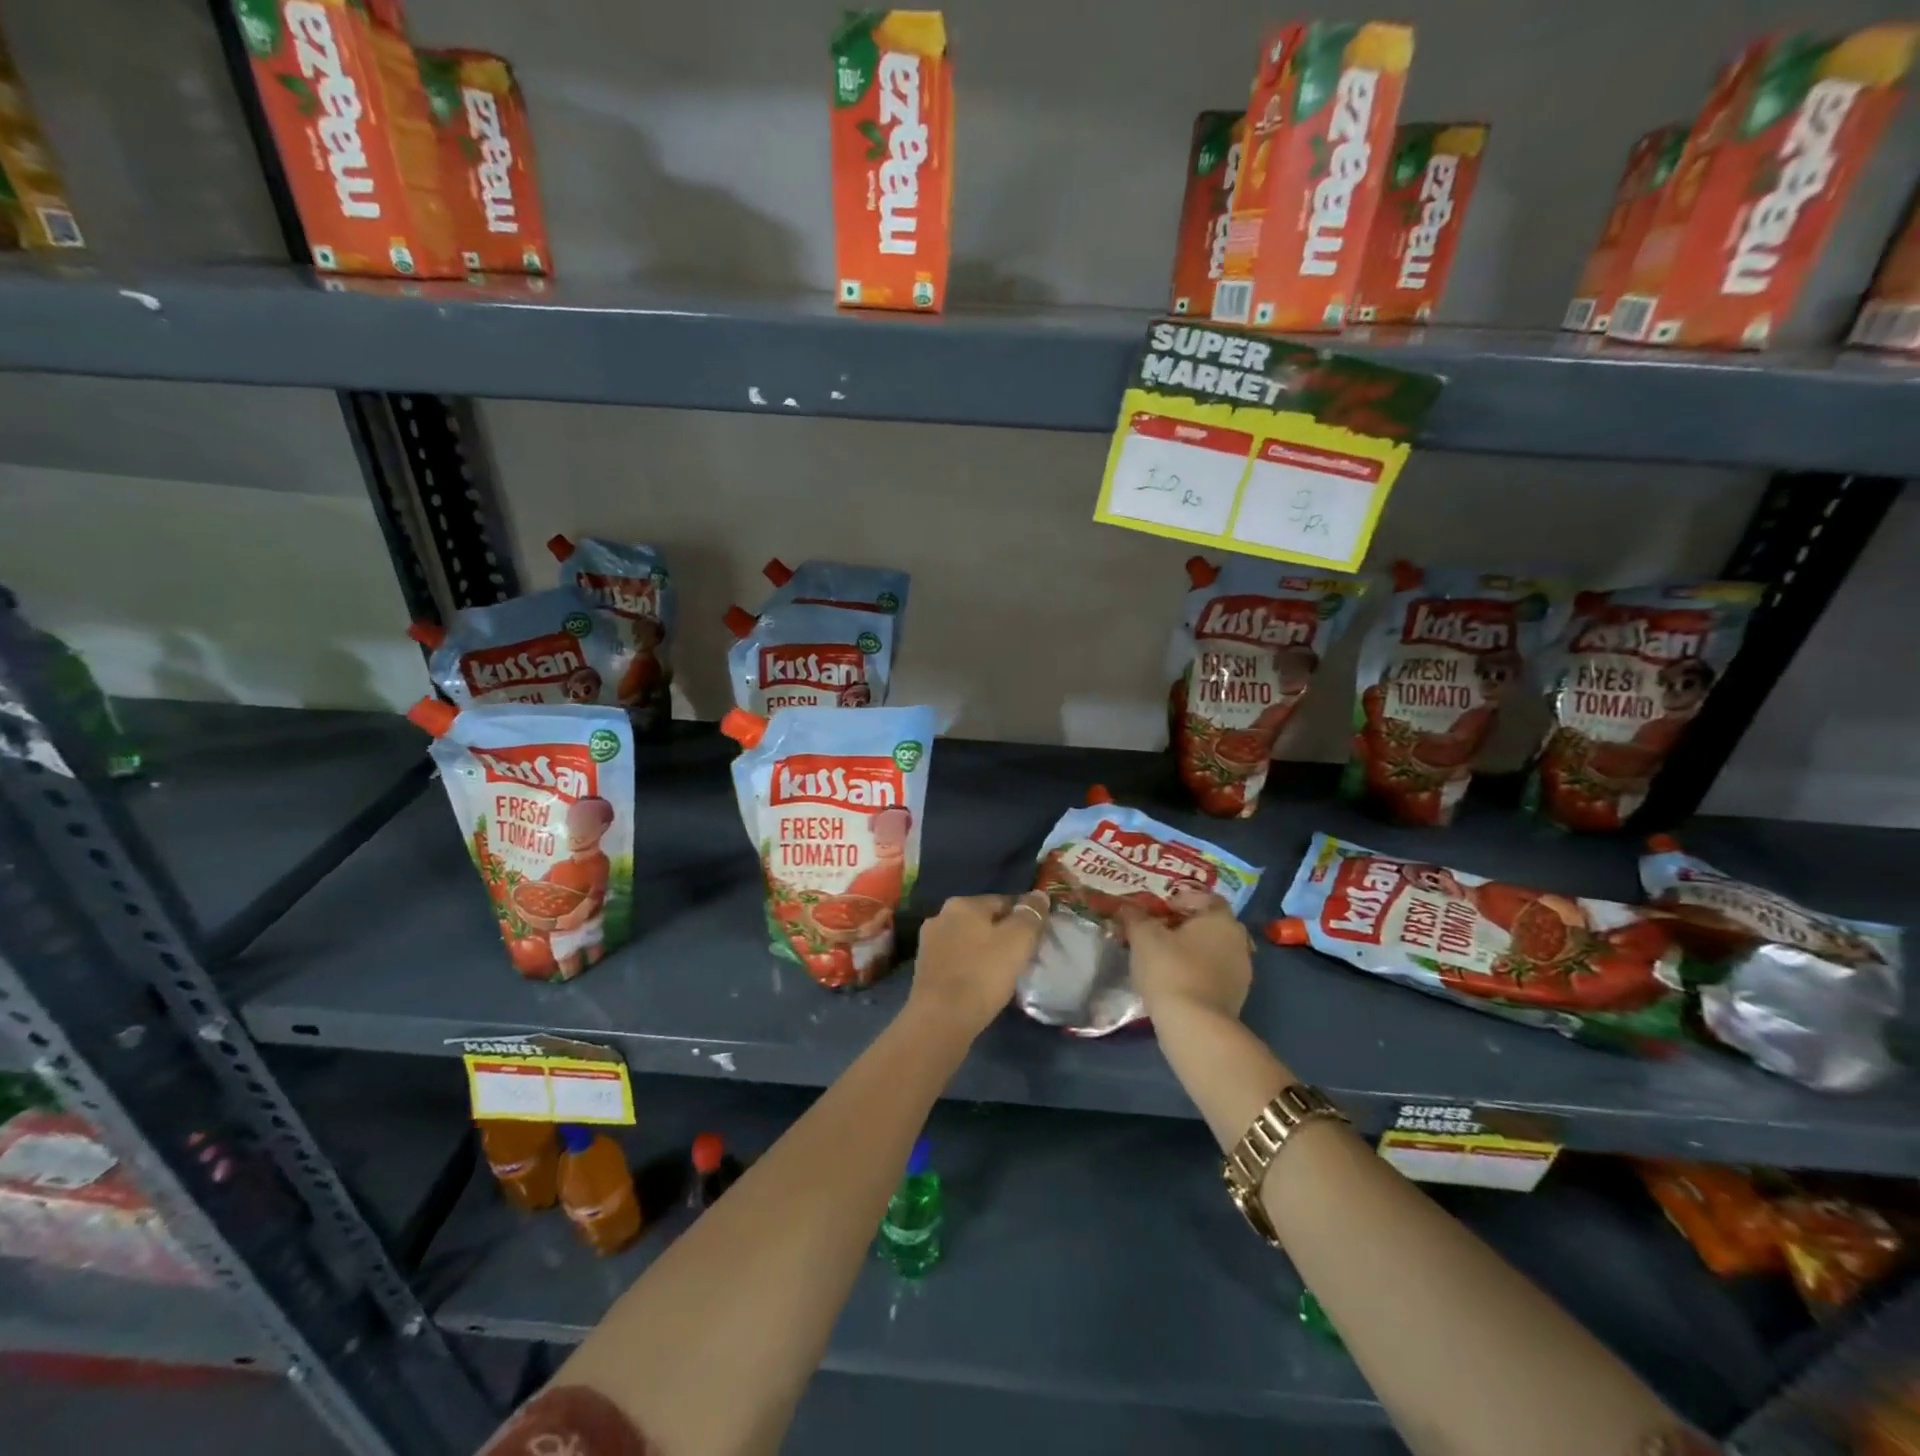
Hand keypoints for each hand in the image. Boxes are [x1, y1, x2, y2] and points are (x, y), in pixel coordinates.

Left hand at [909, 892, 1049, 1032]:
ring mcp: (929, 943)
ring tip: (1003, 974)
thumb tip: (1039, 894)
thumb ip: (1031, 915)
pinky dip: (970, 967)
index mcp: (962, 904)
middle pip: (983, 921)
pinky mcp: (924, 969)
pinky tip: (981, 985)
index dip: (1024, 919)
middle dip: (1003, 935)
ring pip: (969, 941)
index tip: (1036, 939)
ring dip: (985, 952)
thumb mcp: (1018, 941)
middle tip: (1022, 958)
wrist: (940, 1019)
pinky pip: (957, 961)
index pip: (1003, 902)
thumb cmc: (982, 974)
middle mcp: (941, 916)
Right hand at [1120, 897, 1253, 1020]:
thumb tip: (1126, 906)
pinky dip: (1197, 972)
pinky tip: (1175, 981)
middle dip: (1186, 925)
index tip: (1159, 910)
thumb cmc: (1170, 969)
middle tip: (1158, 932)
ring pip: (1213, 950)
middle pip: (1210, 924)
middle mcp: (1239, 941)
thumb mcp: (1143, 936)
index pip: (1206, 898)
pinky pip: (1214, 974)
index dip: (1181, 899)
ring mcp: (1241, 972)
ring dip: (1192, 950)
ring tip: (1163, 958)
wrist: (1194, 1026)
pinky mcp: (1236, 998)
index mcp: (1221, 920)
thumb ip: (1135, 917)